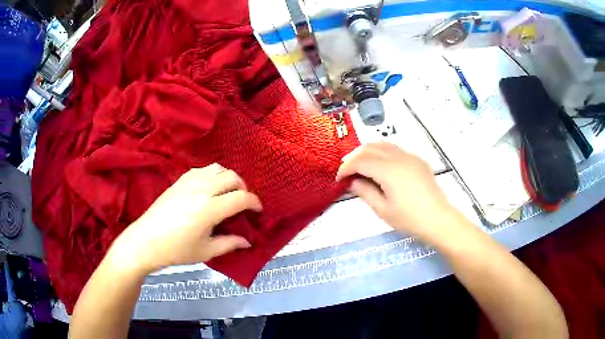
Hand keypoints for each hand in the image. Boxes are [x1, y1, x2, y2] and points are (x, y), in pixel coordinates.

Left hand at [110, 164, 261, 274]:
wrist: (146, 241)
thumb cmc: (177, 250)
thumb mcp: (206, 252)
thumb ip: (229, 244)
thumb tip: (247, 241)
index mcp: (210, 209)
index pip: (241, 198)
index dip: (254, 203)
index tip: (257, 210)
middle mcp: (201, 190)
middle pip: (231, 176)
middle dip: (243, 187)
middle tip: (242, 202)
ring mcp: (188, 182)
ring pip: (217, 168)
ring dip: (228, 178)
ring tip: (227, 192)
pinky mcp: (178, 181)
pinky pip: (201, 169)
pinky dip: (212, 175)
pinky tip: (208, 188)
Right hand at [336, 142, 461, 242]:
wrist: (438, 219)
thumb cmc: (409, 218)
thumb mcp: (382, 210)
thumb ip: (365, 192)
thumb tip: (353, 182)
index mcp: (388, 170)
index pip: (360, 161)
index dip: (346, 168)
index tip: (339, 179)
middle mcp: (398, 157)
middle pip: (370, 148)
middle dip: (355, 157)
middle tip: (347, 171)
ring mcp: (410, 156)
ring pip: (383, 145)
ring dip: (368, 152)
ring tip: (361, 166)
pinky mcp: (417, 160)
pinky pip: (395, 150)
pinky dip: (382, 153)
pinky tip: (381, 167)